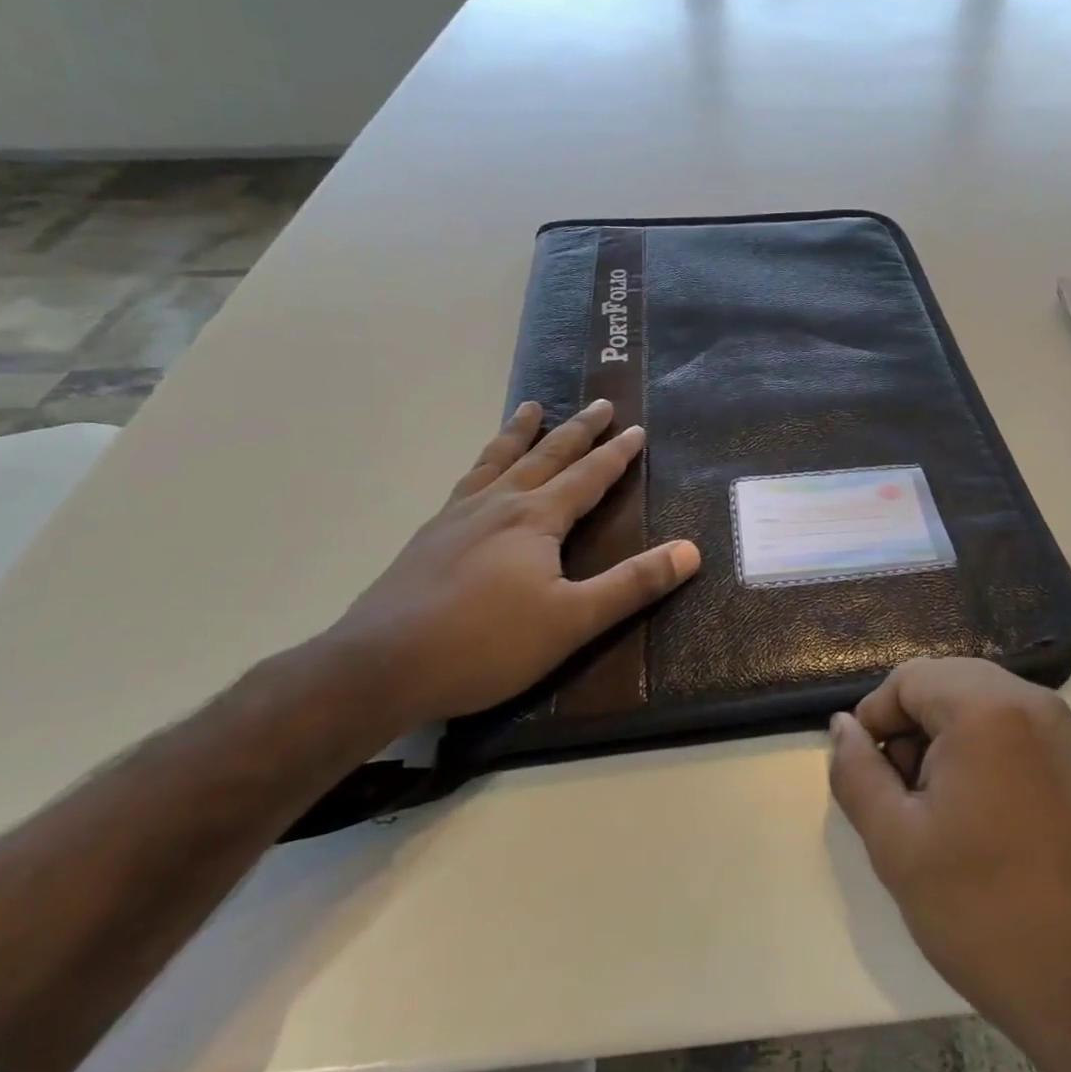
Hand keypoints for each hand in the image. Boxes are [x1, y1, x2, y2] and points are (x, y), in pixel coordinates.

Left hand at [322, 398, 700, 729]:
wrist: (379, 667)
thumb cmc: (486, 644)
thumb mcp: (573, 620)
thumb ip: (632, 584)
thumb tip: (691, 551)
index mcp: (536, 519)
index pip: (588, 476)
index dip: (616, 453)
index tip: (636, 429)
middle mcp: (498, 504)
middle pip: (546, 455)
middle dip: (578, 430)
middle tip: (600, 404)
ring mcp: (457, 516)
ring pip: (498, 461)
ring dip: (520, 433)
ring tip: (530, 408)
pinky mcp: (428, 536)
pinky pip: (465, 482)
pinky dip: (482, 464)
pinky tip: (477, 475)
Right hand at [827, 659, 1070, 1071]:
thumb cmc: (978, 907)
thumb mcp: (893, 841)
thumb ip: (857, 771)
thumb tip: (844, 726)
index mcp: (985, 708)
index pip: (910, 679)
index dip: (878, 718)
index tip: (873, 774)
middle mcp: (1033, 701)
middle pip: (949, 682)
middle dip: (915, 726)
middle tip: (906, 792)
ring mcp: (1068, 729)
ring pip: (986, 701)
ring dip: (952, 735)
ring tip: (945, 805)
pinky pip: (1021, 726)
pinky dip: (992, 747)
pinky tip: (989, 810)